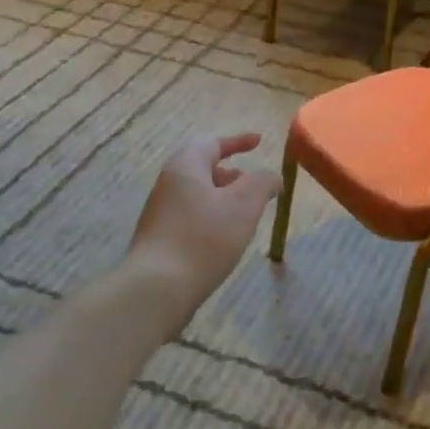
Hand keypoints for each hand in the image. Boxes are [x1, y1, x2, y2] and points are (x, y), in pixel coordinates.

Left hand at [128, 133, 282, 314]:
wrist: (158, 287)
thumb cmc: (205, 237)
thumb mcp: (245, 204)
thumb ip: (263, 182)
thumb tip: (271, 176)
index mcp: (185, 166)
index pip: (212, 143)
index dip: (238, 141)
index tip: (259, 142)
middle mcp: (168, 183)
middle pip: (202, 168)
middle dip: (231, 173)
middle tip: (253, 183)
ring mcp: (160, 212)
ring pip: (197, 194)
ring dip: (222, 197)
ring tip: (245, 214)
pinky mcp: (159, 239)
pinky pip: (190, 217)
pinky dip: (211, 218)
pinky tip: (224, 239)